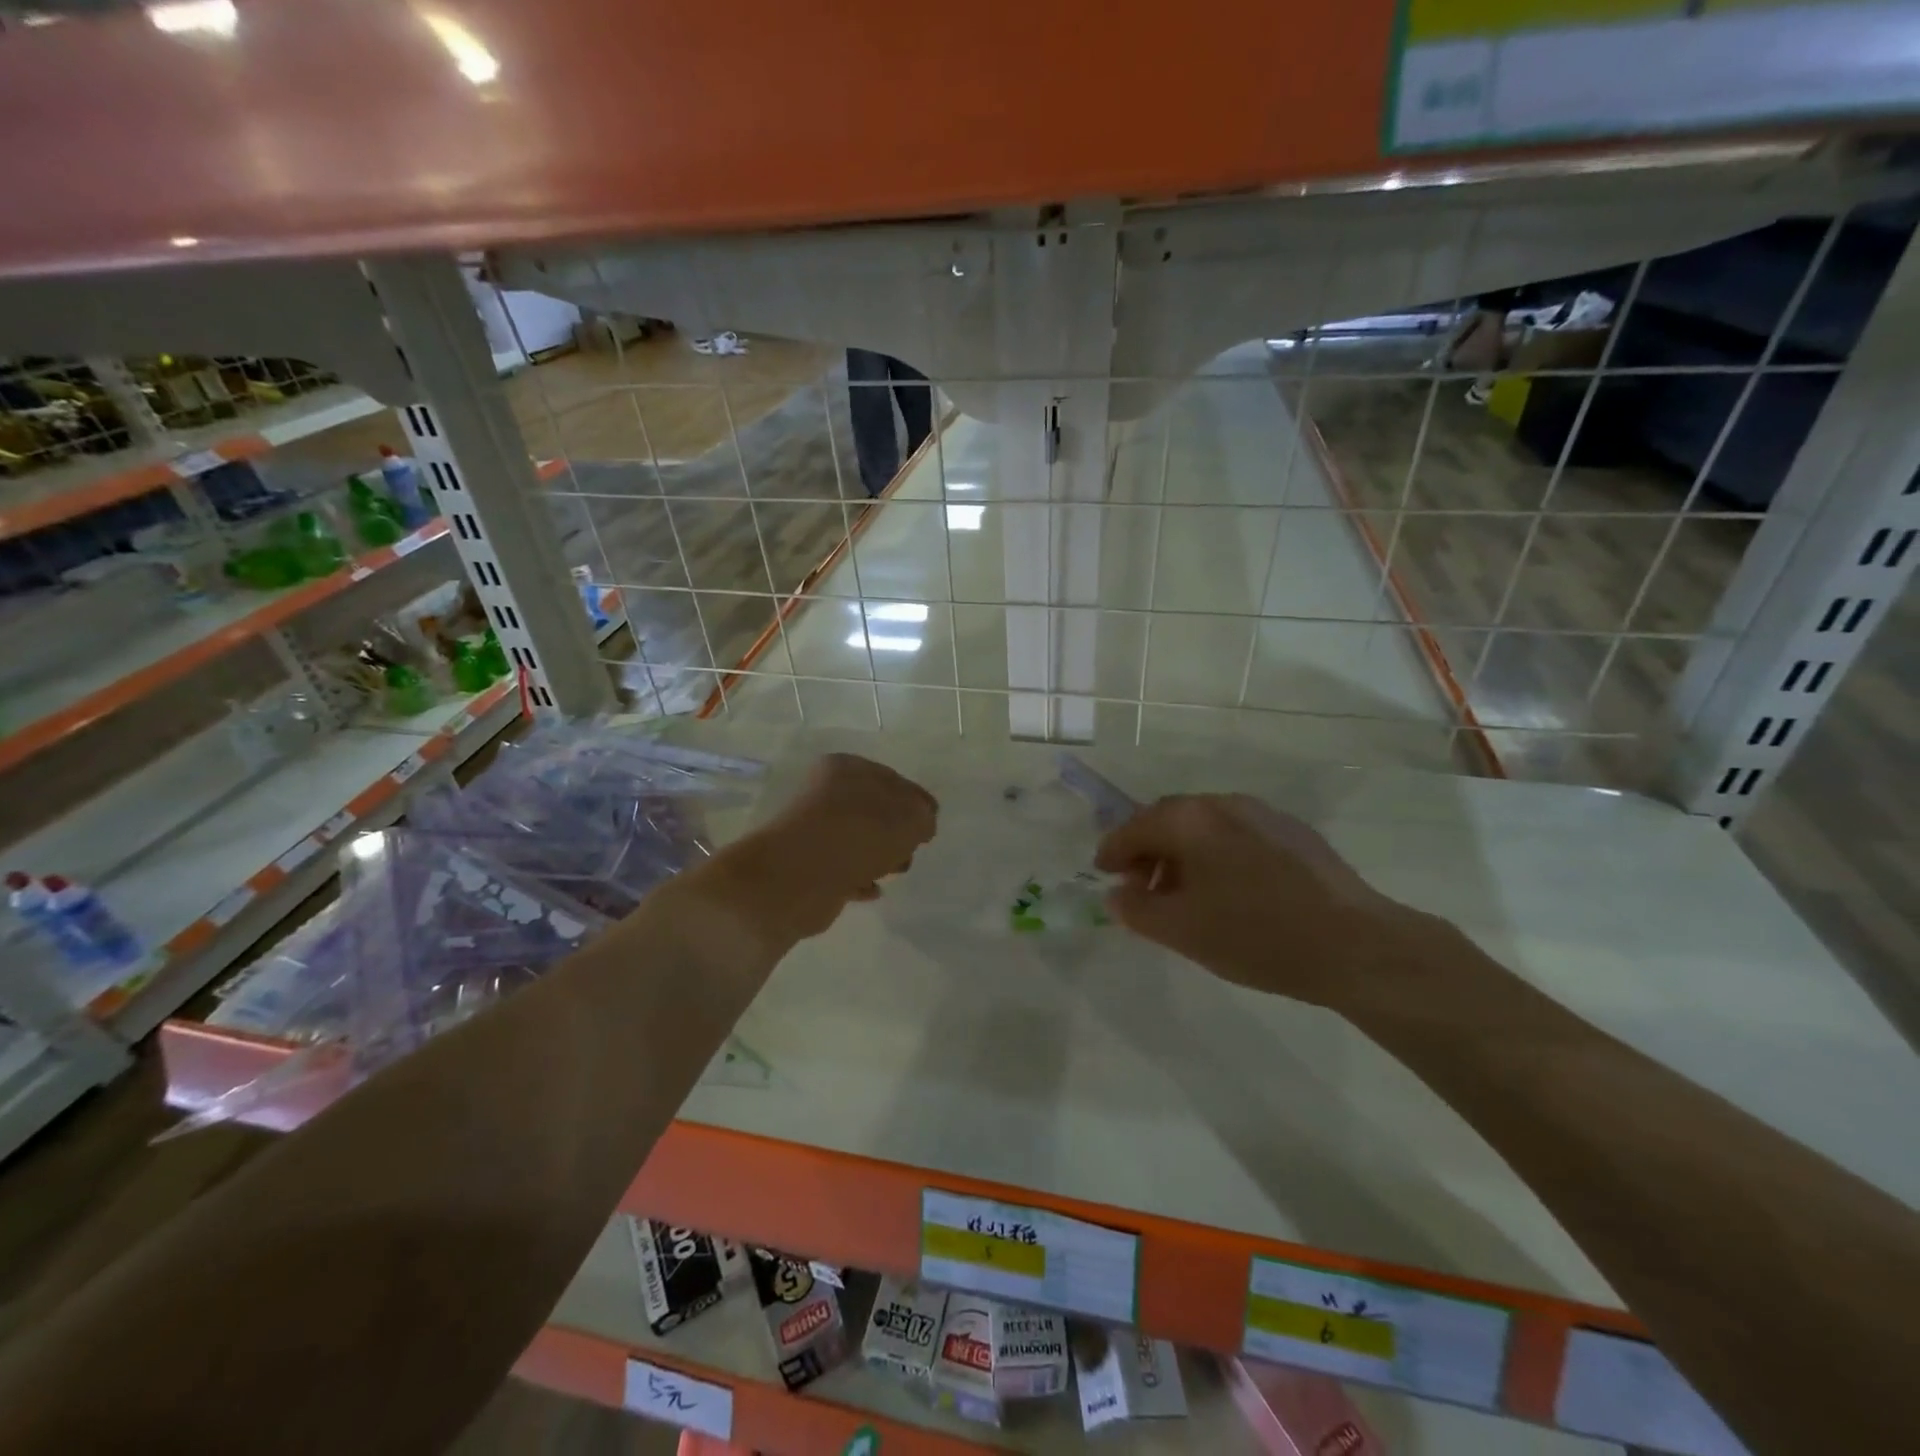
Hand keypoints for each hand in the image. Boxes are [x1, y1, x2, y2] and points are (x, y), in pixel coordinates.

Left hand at [722, 753, 937, 942]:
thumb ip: (923, 817)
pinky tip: (873, 889)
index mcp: (847, 769)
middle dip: (898, 832)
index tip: (932, 825)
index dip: (917, 802)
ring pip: (858, 840)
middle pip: (874, 810)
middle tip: (912, 849)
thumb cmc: (858, 835)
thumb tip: (921, 825)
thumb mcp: (908, 819)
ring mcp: (813, 830)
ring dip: (880, 855)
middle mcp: (826, 793)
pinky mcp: (808, 865)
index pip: (893, 780)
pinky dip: (860, 877)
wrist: (798, 877)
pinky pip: (843, 868)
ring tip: (894, 871)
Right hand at [1094, 794, 1425, 1011]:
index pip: (1134, 826)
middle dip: (1148, 850)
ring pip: (1205, 827)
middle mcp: (1223, 803)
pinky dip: (1218, 855)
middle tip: (1141, 886)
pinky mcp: (1294, 832)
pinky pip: (1237, 835)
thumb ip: (1137, 909)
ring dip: (1183, 854)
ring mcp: (1263, 813)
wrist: (1355, 944)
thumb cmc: (1255, 934)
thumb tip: (1116, 894)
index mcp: (1190, 819)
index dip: (1112, 850)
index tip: (1103, 873)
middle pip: (1169, 819)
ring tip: (1185, 895)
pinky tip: (1229, 892)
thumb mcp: (1182, 930)